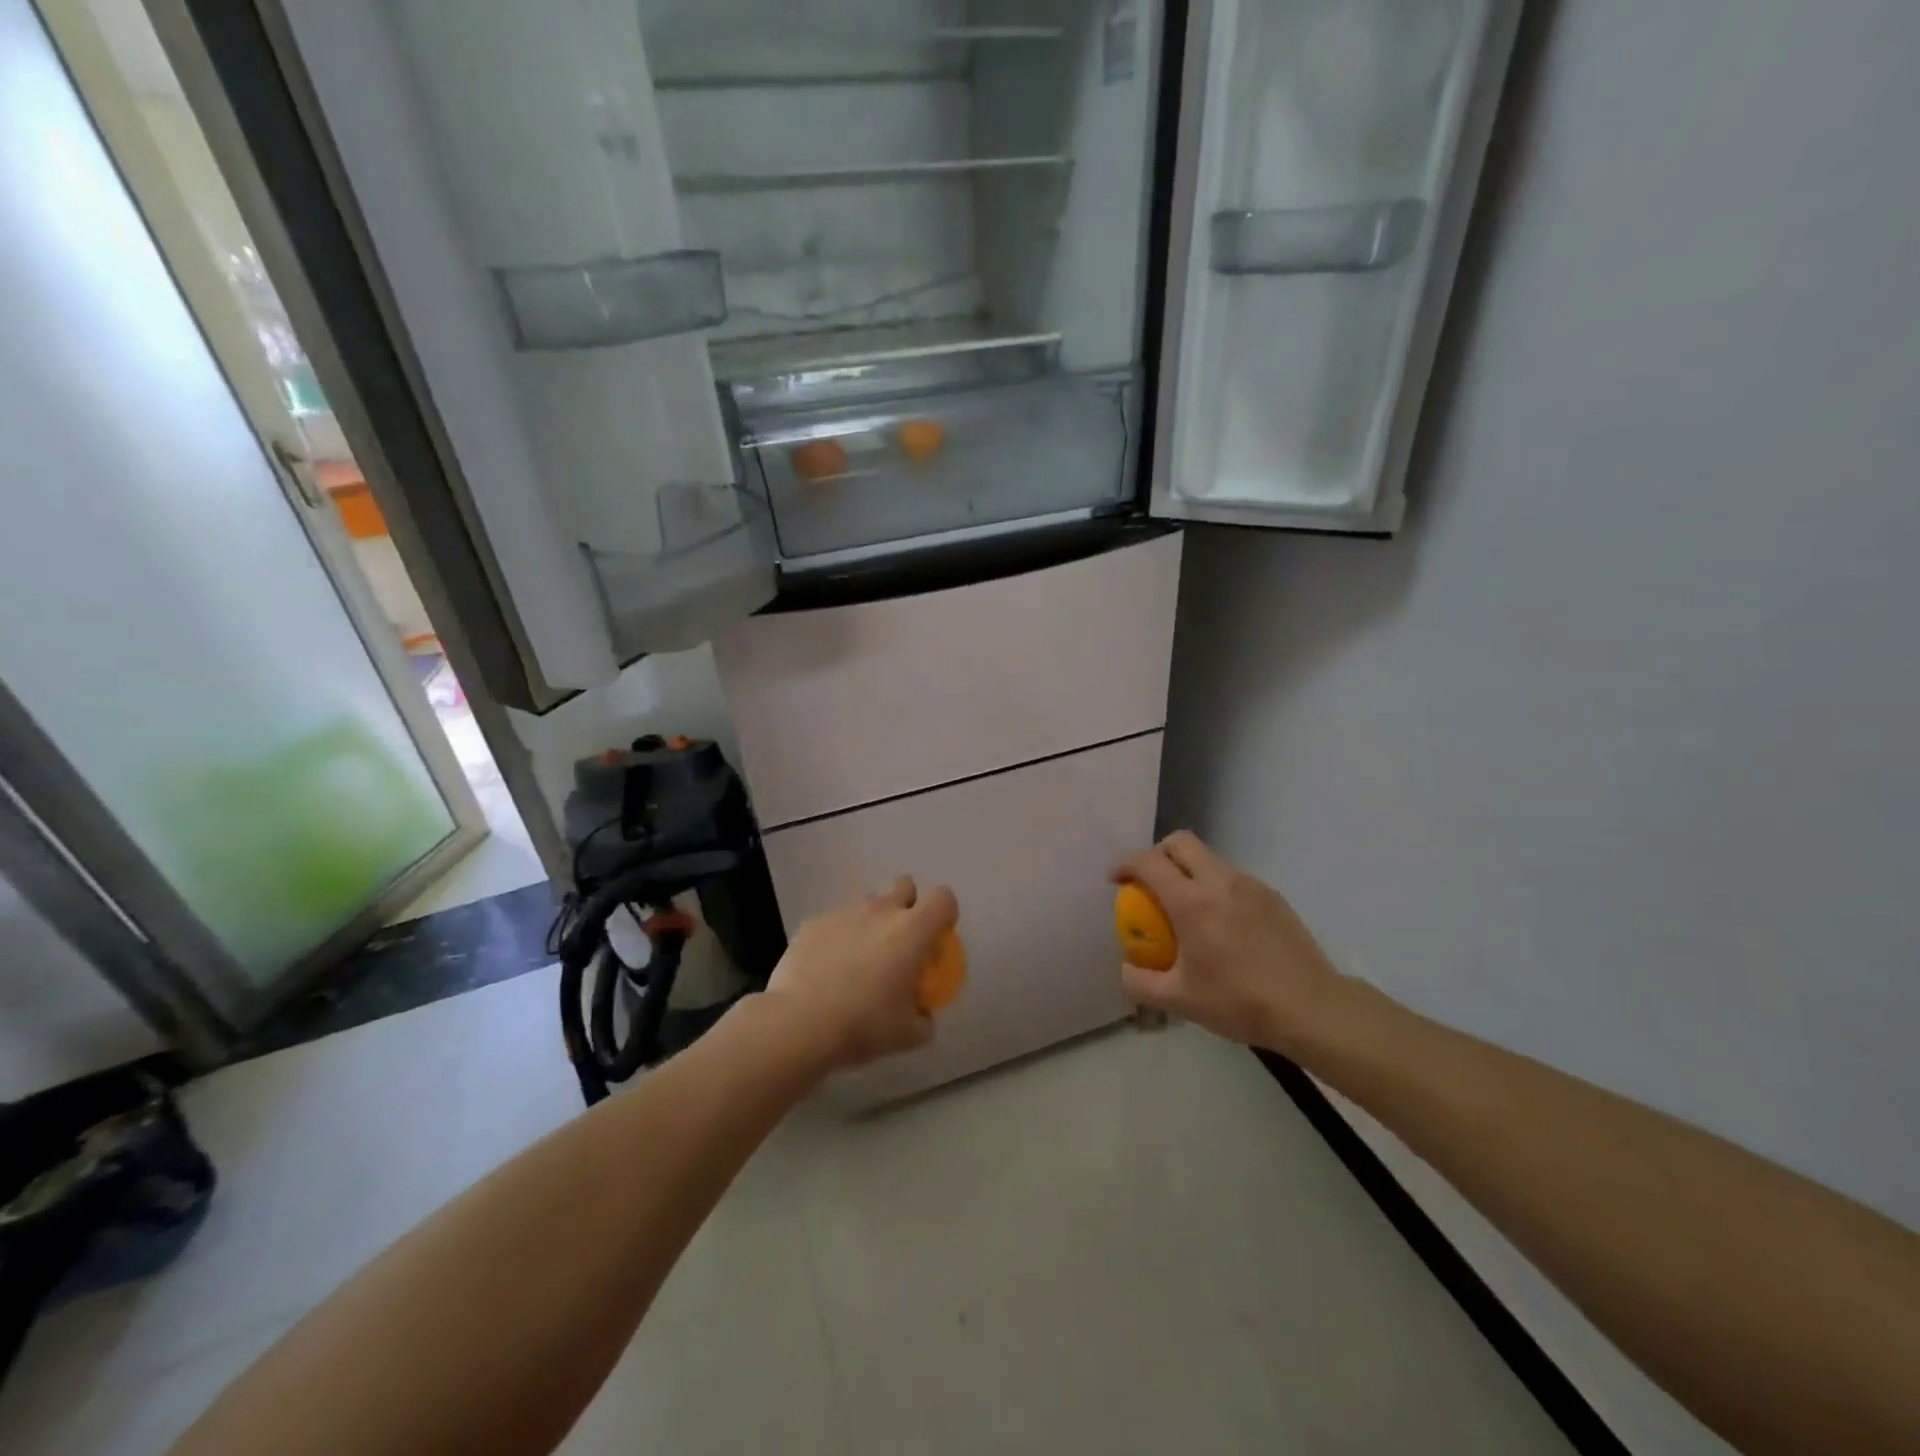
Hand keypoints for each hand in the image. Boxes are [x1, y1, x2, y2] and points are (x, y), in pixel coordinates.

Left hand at [763, 876, 957, 1069]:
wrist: (799, 1023)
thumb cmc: (864, 1025)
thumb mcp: (907, 1035)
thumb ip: (924, 1019)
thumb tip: (924, 1016)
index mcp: (912, 930)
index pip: (943, 899)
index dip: (944, 914)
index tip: (936, 939)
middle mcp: (881, 911)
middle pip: (904, 885)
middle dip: (907, 904)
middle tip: (900, 941)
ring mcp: (844, 913)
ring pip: (867, 904)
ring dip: (871, 923)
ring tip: (858, 960)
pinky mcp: (813, 923)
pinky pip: (835, 922)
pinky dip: (838, 938)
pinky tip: (826, 970)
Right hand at [1115, 832, 1345, 1053]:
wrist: (1311, 1008)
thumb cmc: (1239, 1002)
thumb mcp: (1179, 1000)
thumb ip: (1140, 983)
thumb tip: (1125, 969)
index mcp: (1191, 902)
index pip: (1149, 862)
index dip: (1126, 864)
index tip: (1116, 881)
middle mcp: (1219, 882)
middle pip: (1180, 842)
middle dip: (1157, 853)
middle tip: (1150, 882)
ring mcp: (1250, 885)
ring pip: (1209, 858)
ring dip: (1188, 870)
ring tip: (1186, 905)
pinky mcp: (1272, 896)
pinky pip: (1233, 877)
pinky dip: (1215, 886)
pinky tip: (1221, 923)